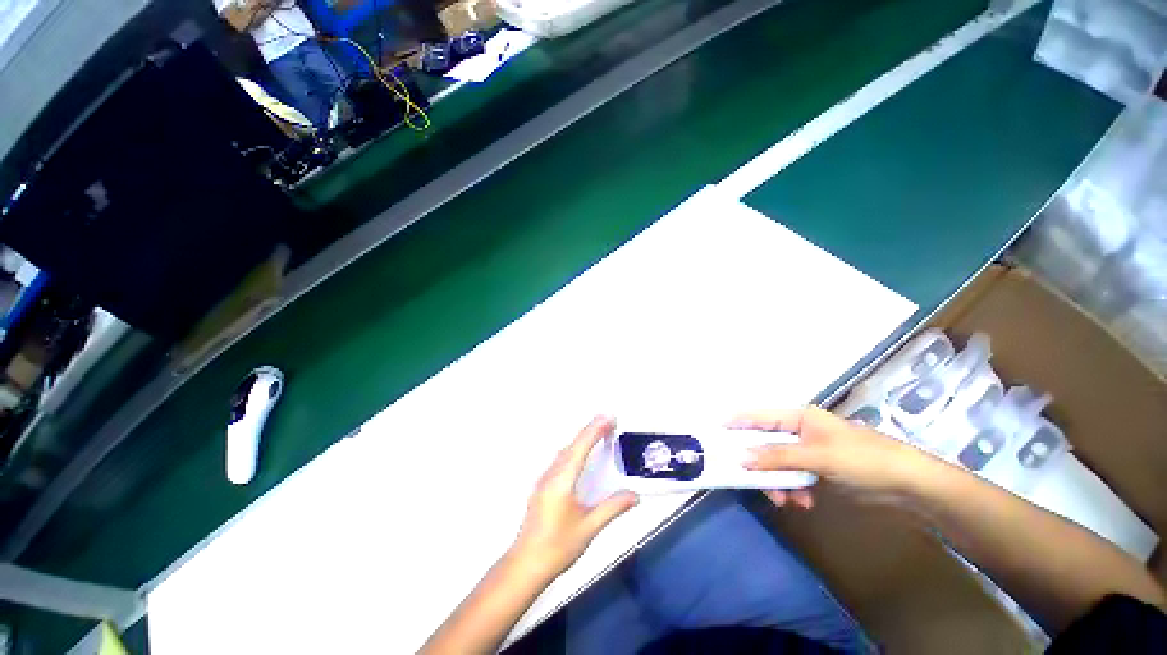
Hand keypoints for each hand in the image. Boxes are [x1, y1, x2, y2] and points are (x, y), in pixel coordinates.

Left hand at [512, 416, 637, 577]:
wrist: (525, 565)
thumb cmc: (557, 547)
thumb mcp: (589, 528)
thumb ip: (612, 508)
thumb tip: (634, 495)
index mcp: (562, 481)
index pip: (581, 448)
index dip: (595, 431)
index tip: (608, 418)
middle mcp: (551, 475)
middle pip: (572, 445)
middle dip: (590, 430)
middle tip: (607, 420)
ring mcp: (544, 480)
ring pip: (564, 451)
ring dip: (581, 439)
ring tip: (596, 432)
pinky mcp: (542, 487)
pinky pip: (559, 460)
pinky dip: (573, 450)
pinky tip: (578, 455)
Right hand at [732, 406, 936, 508]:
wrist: (909, 485)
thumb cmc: (863, 460)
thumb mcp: (818, 457)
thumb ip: (778, 457)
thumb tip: (741, 458)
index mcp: (799, 417)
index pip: (760, 417)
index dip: (737, 422)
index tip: (716, 431)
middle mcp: (800, 431)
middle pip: (766, 444)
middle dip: (760, 464)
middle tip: (751, 481)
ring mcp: (808, 452)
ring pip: (778, 464)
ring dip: (778, 482)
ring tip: (788, 500)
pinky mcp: (818, 470)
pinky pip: (793, 477)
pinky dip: (793, 490)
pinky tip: (803, 502)